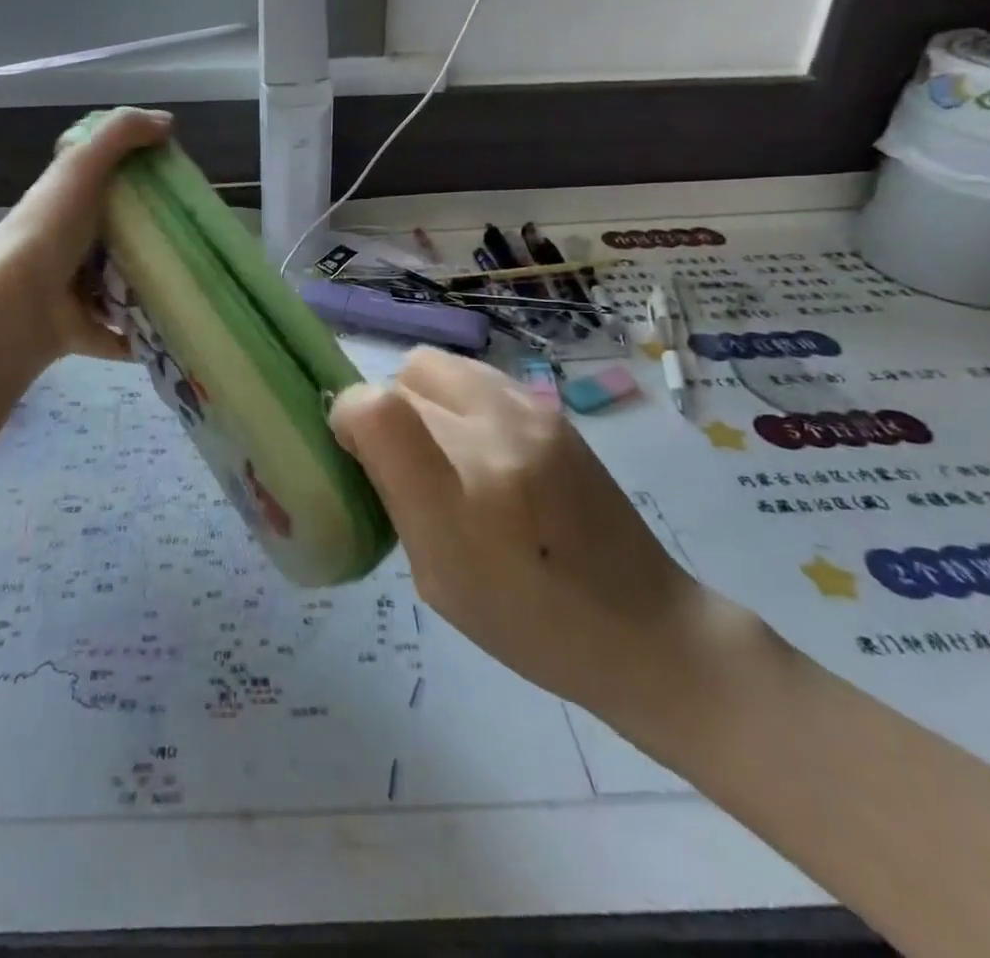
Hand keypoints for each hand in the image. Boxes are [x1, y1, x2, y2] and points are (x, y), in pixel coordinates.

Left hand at [0, 106, 170, 366]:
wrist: (18, 305)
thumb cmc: (50, 230)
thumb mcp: (82, 167)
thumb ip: (121, 135)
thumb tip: (168, 123)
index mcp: (64, 204)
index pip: (99, 184)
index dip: (133, 179)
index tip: (173, 183)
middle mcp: (66, 245)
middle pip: (116, 235)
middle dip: (152, 237)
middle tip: (196, 235)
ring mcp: (72, 291)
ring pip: (121, 285)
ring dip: (151, 286)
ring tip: (198, 280)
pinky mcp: (83, 330)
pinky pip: (121, 333)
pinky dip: (144, 335)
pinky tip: (179, 326)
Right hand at [329, 349, 708, 715]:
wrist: (642, 624)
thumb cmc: (527, 623)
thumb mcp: (436, 579)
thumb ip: (394, 497)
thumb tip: (364, 438)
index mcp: (459, 496)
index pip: (372, 407)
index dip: (347, 418)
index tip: (354, 450)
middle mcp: (492, 436)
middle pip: (400, 380)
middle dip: (385, 412)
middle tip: (402, 459)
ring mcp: (529, 413)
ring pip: (433, 365)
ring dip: (419, 397)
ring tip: (441, 446)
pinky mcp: (550, 407)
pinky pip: (473, 375)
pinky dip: (455, 397)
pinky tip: (479, 443)